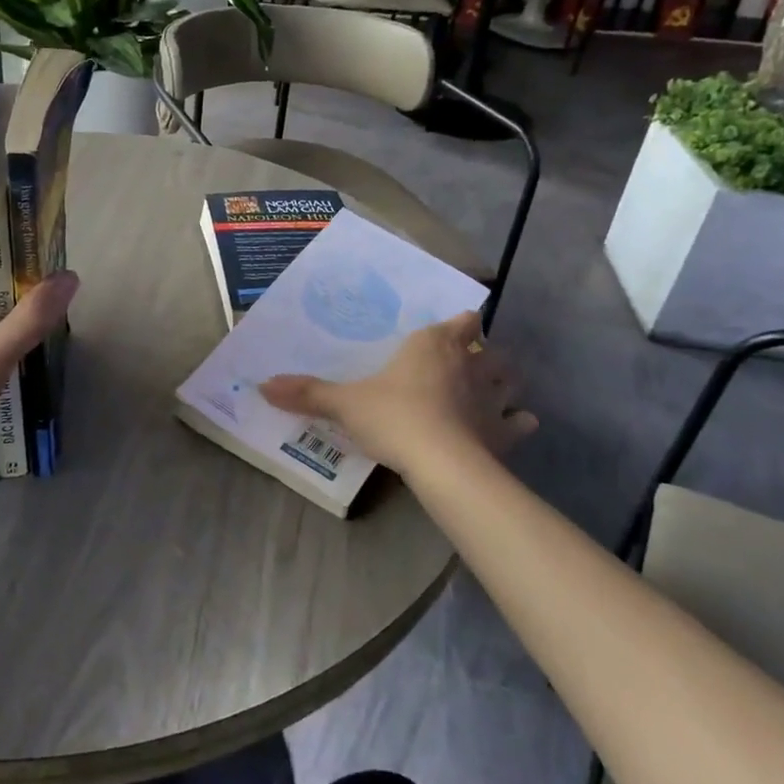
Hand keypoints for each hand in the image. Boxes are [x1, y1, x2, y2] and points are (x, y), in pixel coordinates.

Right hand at [261, 311, 535, 474]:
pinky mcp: (505, 431)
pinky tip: (511, 428)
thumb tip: (263, 384)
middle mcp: (470, 363)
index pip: (462, 321)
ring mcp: (492, 396)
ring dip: (504, 383)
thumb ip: (308, 393)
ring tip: (490, 393)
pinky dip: (517, 422)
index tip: (455, 331)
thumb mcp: (344, 404)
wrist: (439, 462)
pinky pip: (520, 422)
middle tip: (466, 365)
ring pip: (510, 378)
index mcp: (434, 344)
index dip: (462, 325)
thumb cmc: (393, 416)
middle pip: (490, 349)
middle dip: (484, 353)